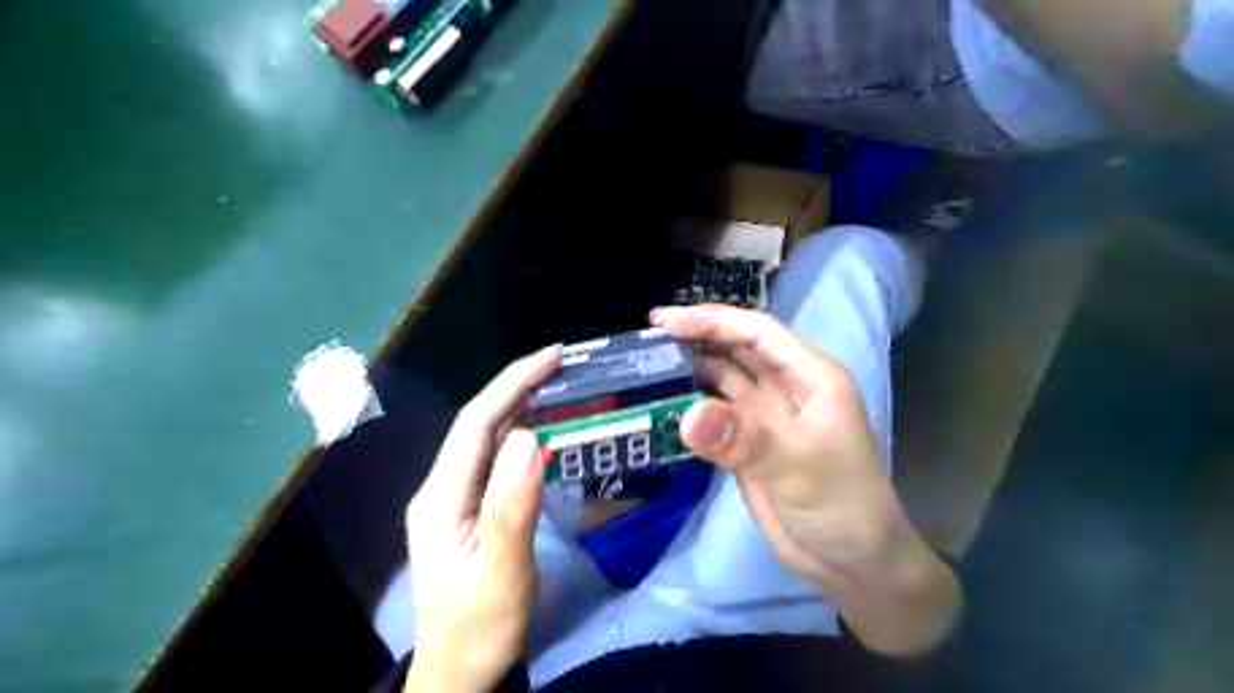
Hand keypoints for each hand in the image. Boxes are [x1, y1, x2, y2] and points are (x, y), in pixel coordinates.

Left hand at [402, 344, 563, 690]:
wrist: (458, 675)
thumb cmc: (479, 630)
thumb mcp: (499, 576)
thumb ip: (511, 509)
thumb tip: (527, 438)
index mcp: (441, 497)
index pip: (476, 422)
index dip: (513, 382)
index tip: (554, 356)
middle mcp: (442, 488)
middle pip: (480, 423)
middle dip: (520, 386)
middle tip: (566, 366)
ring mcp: (455, 499)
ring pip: (489, 437)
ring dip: (523, 406)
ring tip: (562, 387)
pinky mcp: (470, 509)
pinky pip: (497, 459)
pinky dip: (524, 434)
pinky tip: (547, 430)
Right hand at [650, 305, 956, 655]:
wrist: (850, 563)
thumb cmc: (841, 505)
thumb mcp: (798, 466)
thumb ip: (744, 438)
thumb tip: (688, 415)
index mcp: (809, 377)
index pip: (757, 333)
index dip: (713, 321)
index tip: (665, 322)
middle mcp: (784, 388)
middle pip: (735, 351)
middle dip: (694, 340)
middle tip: (644, 341)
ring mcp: (762, 418)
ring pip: (720, 381)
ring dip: (687, 373)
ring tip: (643, 370)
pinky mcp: (745, 445)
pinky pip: (711, 416)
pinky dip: (687, 408)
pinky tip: (659, 406)